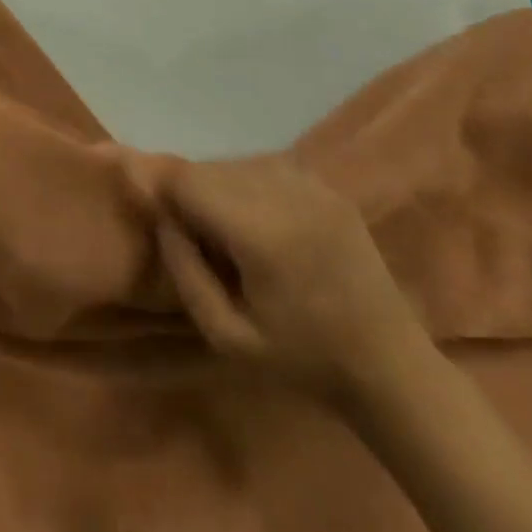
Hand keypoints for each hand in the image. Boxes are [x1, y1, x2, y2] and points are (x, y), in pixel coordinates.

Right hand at [153, 157, 421, 405]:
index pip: (188, 180)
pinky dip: (246, 184)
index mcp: (261, 233)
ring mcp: (312, 186)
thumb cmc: (303, 360)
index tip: (140, 194)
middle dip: (186, 190)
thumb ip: (185, 272)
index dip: (157, 182)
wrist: (391, 368)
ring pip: (235, 163)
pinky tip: (255, 220)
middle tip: (186, 230)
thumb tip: (162, 218)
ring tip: (221, 230)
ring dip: (215, 186)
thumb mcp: (228, 337)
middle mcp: (286, 194)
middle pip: (209, 168)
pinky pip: (266, 167)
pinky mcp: (328, 188)